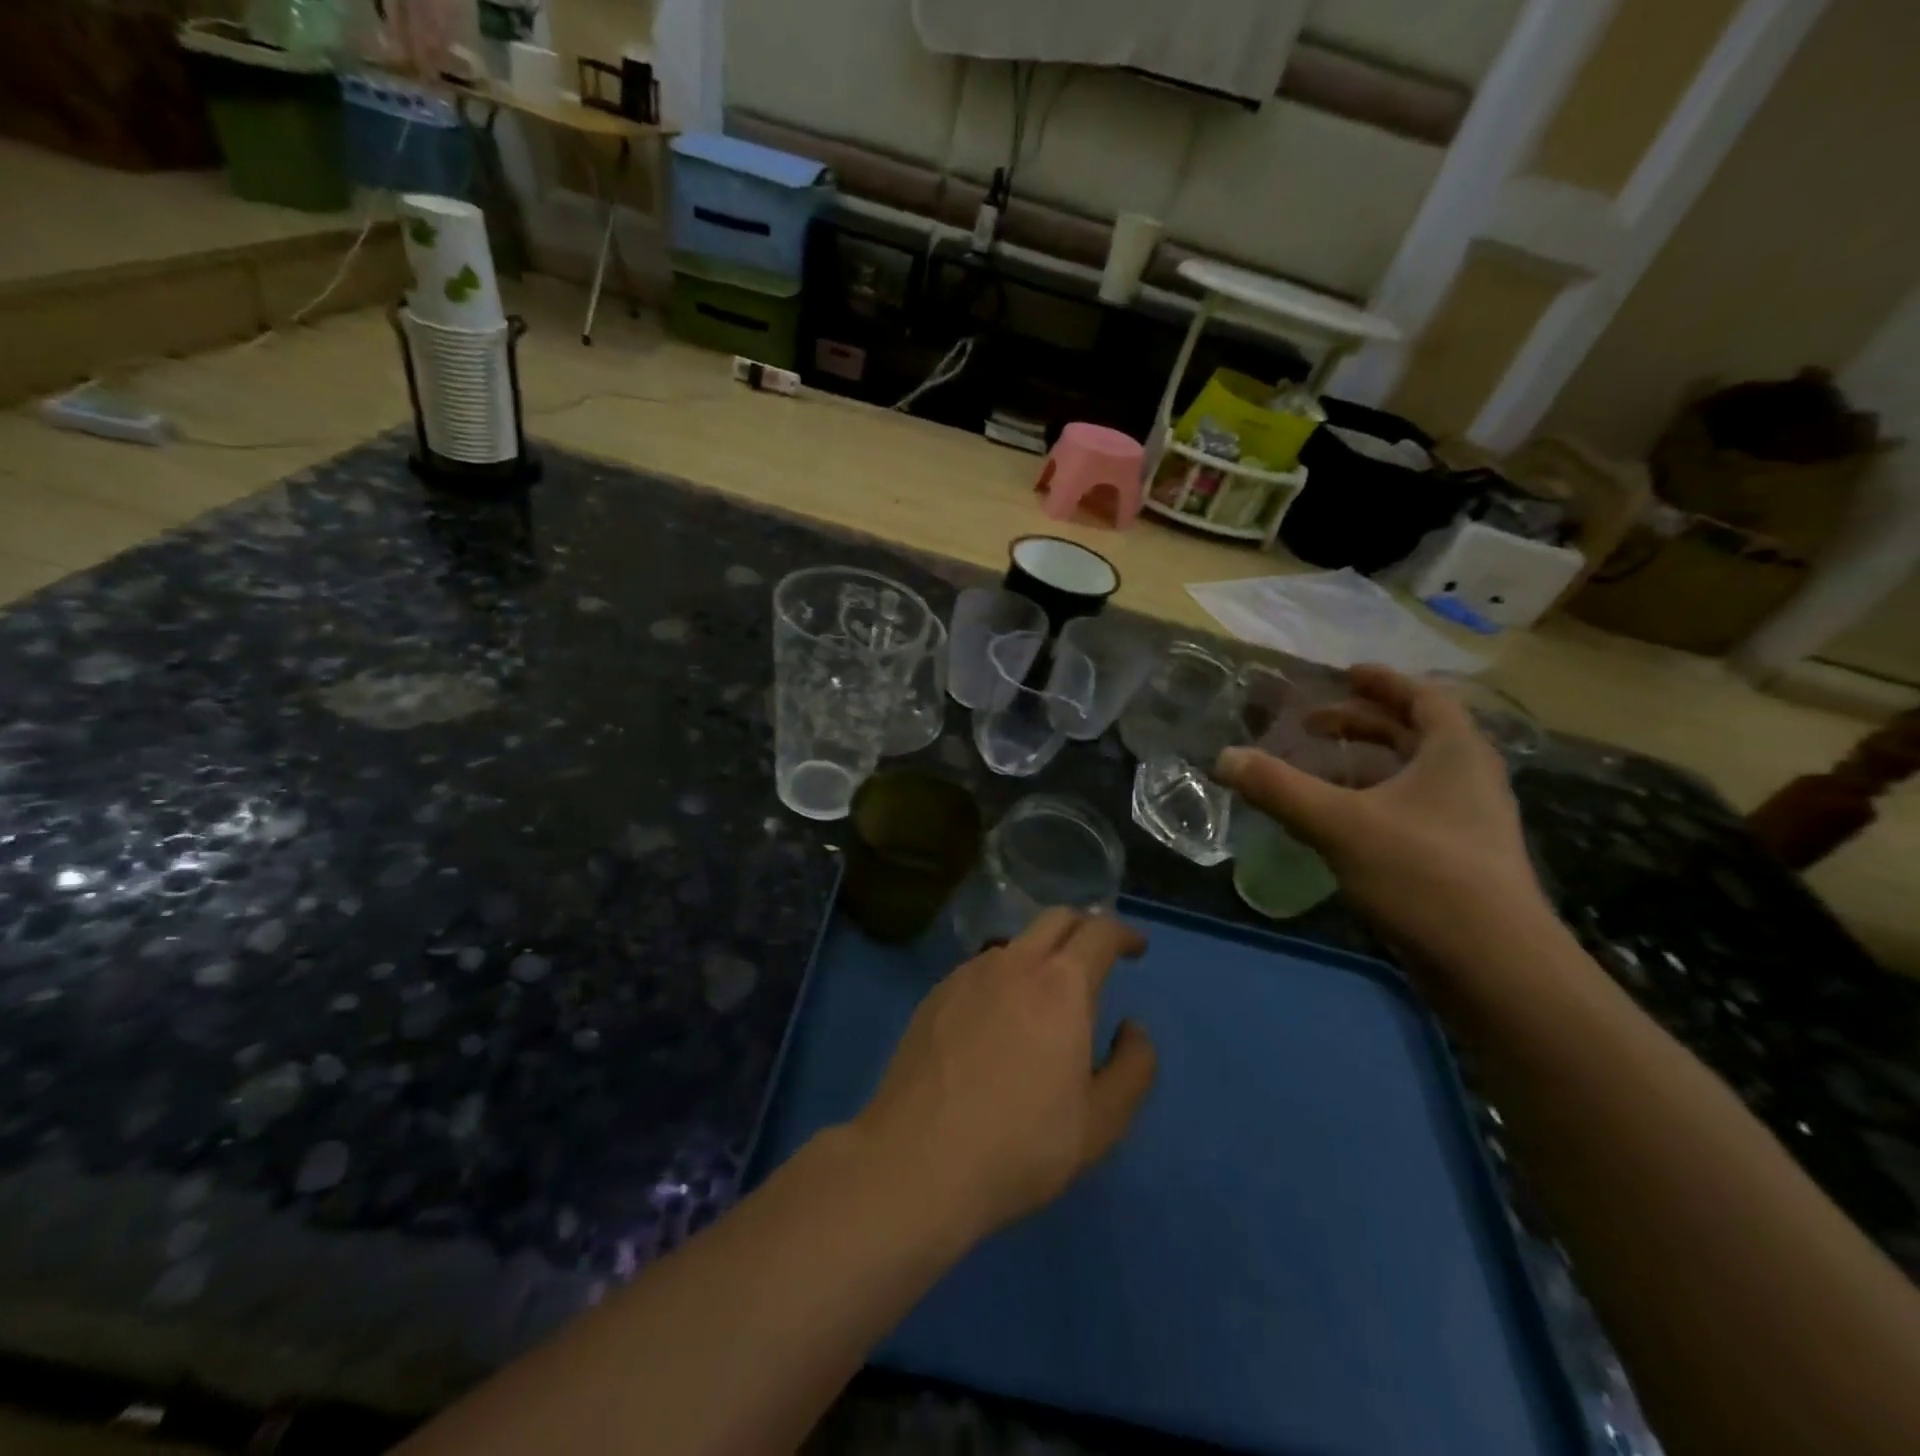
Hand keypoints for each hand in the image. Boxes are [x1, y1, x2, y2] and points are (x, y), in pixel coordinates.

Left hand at [849, 909, 1156, 1244]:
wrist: (918, 1160)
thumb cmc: (1021, 1144)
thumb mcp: (1101, 1122)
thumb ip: (1133, 1067)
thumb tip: (1131, 1028)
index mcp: (1060, 985)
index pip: (1099, 932)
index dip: (1123, 933)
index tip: (1136, 948)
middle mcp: (1013, 964)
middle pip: (1055, 919)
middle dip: (1083, 927)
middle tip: (1097, 956)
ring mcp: (966, 975)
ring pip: (1014, 945)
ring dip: (1040, 955)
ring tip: (1045, 997)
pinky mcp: (934, 995)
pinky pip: (980, 970)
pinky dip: (1003, 979)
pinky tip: (997, 1021)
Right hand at [1217, 665, 1551, 967]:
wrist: (1495, 967)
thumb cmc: (1423, 874)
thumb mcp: (1339, 823)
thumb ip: (1278, 787)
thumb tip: (1223, 757)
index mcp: (1455, 753)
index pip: (1423, 697)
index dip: (1382, 682)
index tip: (1343, 674)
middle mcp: (1468, 779)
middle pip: (1414, 734)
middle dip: (1361, 724)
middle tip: (1311, 724)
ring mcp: (1467, 823)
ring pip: (1410, 776)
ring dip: (1364, 766)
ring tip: (1316, 770)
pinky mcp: (1457, 860)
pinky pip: (1408, 811)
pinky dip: (1371, 801)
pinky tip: (1337, 822)